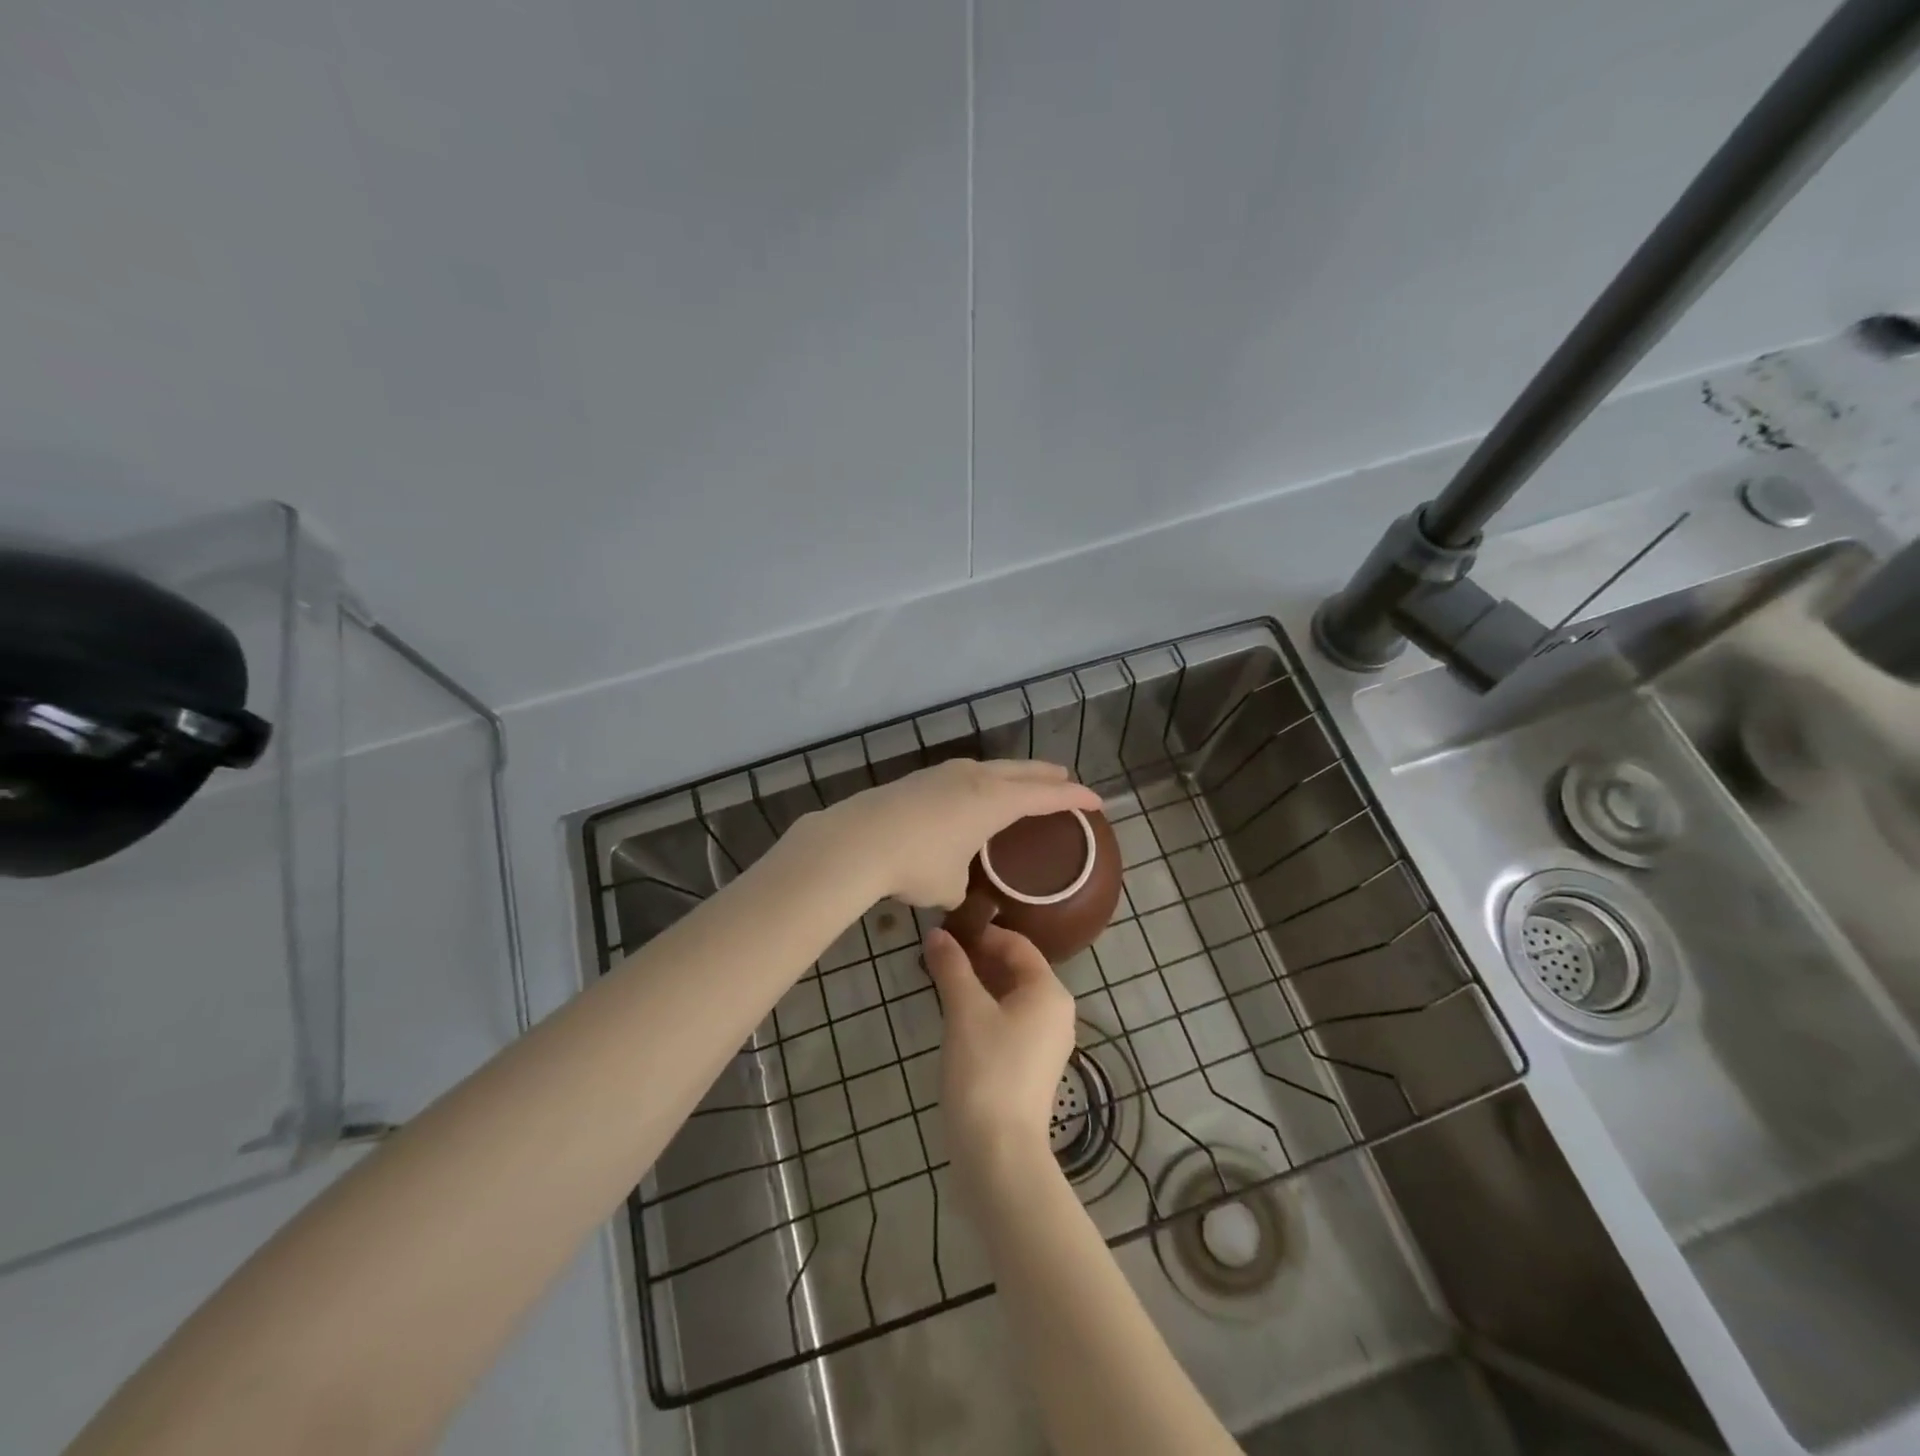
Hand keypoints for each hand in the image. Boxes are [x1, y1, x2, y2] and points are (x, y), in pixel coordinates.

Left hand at [815, 758, 1100, 908]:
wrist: (857, 841)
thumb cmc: (917, 863)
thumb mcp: (949, 886)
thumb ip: (962, 883)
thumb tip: (955, 884)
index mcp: (996, 800)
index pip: (1047, 796)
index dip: (1075, 799)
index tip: (1097, 801)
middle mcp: (976, 778)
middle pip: (1022, 771)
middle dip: (1047, 776)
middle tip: (1065, 780)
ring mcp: (945, 773)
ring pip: (991, 769)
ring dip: (1012, 775)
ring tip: (1022, 783)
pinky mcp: (919, 779)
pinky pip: (964, 776)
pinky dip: (982, 783)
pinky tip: (972, 796)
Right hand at [923, 925, 1076, 1192]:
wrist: (999, 1153)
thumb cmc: (986, 1070)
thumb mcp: (964, 1011)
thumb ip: (952, 967)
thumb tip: (937, 933)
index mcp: (1049, 991)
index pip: (1017, 945)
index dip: (982, 934)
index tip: (947, 931)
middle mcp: (1057, 1012)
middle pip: (1017, 969)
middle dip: (978, 959)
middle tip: (939, 955)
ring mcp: (1047, 1042)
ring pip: (1012, 997)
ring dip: (979, 985)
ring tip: (942, 981)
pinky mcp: (1033, 1067)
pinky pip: (1011, 1022)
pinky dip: (986, 1010)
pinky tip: (956, 1017)